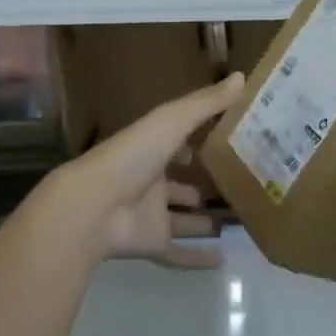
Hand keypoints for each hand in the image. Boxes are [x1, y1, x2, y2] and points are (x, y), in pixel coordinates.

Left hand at [63, 72, 244, 268]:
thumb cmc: (133, 155)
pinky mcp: (151, 243)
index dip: (201, 139)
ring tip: (238, 221)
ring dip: (204, 220)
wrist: (94, 206)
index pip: (180, 141)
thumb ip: (207, 103)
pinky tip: (224, 259)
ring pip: (182, 218)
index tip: (233, 139)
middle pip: (182, 183)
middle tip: (242, 186)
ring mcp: (150, 214)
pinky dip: (197, 258)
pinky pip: (177, 252)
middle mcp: (151, 179)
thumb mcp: (173, 120)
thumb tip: (242, 76)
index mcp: (153, 147)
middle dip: (204, 184)